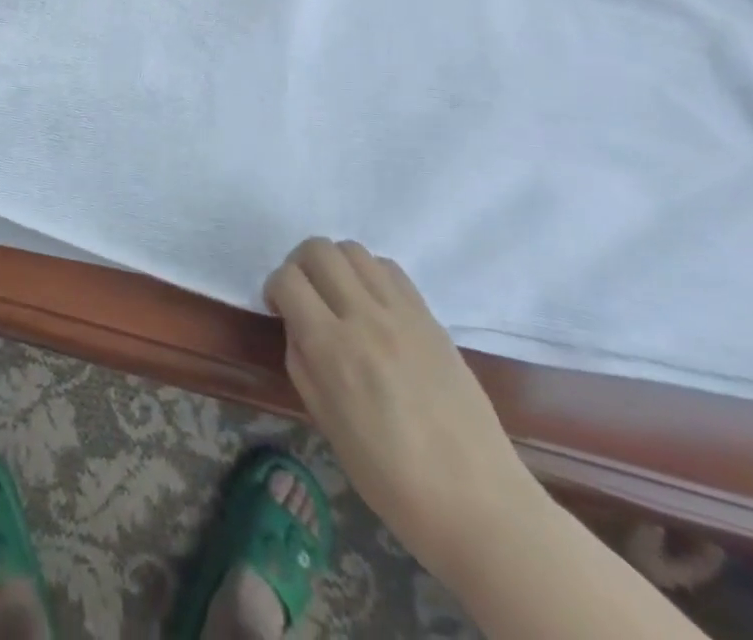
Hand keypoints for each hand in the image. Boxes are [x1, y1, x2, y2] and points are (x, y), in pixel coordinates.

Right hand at [266, 238, 542, 577]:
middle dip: (300, 265)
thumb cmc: (391, 477)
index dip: (274, 287)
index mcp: (332, 348)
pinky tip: (373, 305)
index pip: (288, 279)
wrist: (478, 502)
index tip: (279, 309)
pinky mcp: (431, 318)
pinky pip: (390, 270)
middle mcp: (365, 317)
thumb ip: (302, 362)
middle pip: (319, 249)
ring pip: (354, 250)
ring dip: (335, 265)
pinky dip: (370, 274)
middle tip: (305, 297)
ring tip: (339, 297)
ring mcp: (402, 314)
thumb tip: (297, 326)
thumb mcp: (325, 421)